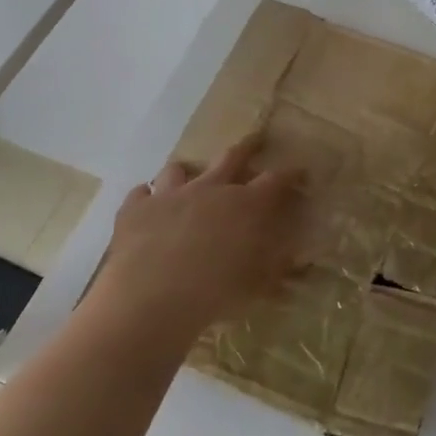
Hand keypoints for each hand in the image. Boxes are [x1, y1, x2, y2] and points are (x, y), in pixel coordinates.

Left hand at [89, 135, 306, 343]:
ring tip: (185, 178)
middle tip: (255, 139)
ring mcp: (169, 194)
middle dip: (247, 147)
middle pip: (231, 157)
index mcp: (245, 205)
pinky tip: (145, 207)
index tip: (299, 170)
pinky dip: (146, 198)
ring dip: (185, 173)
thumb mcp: (257, 285)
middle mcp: (209, 189)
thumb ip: (277, 266)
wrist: (152, 295)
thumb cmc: (215, 292)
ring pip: (178, 170)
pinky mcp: (136, 208)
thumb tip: (299, 257)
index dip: (289, 174)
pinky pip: (141, 193)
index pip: (275, 181)